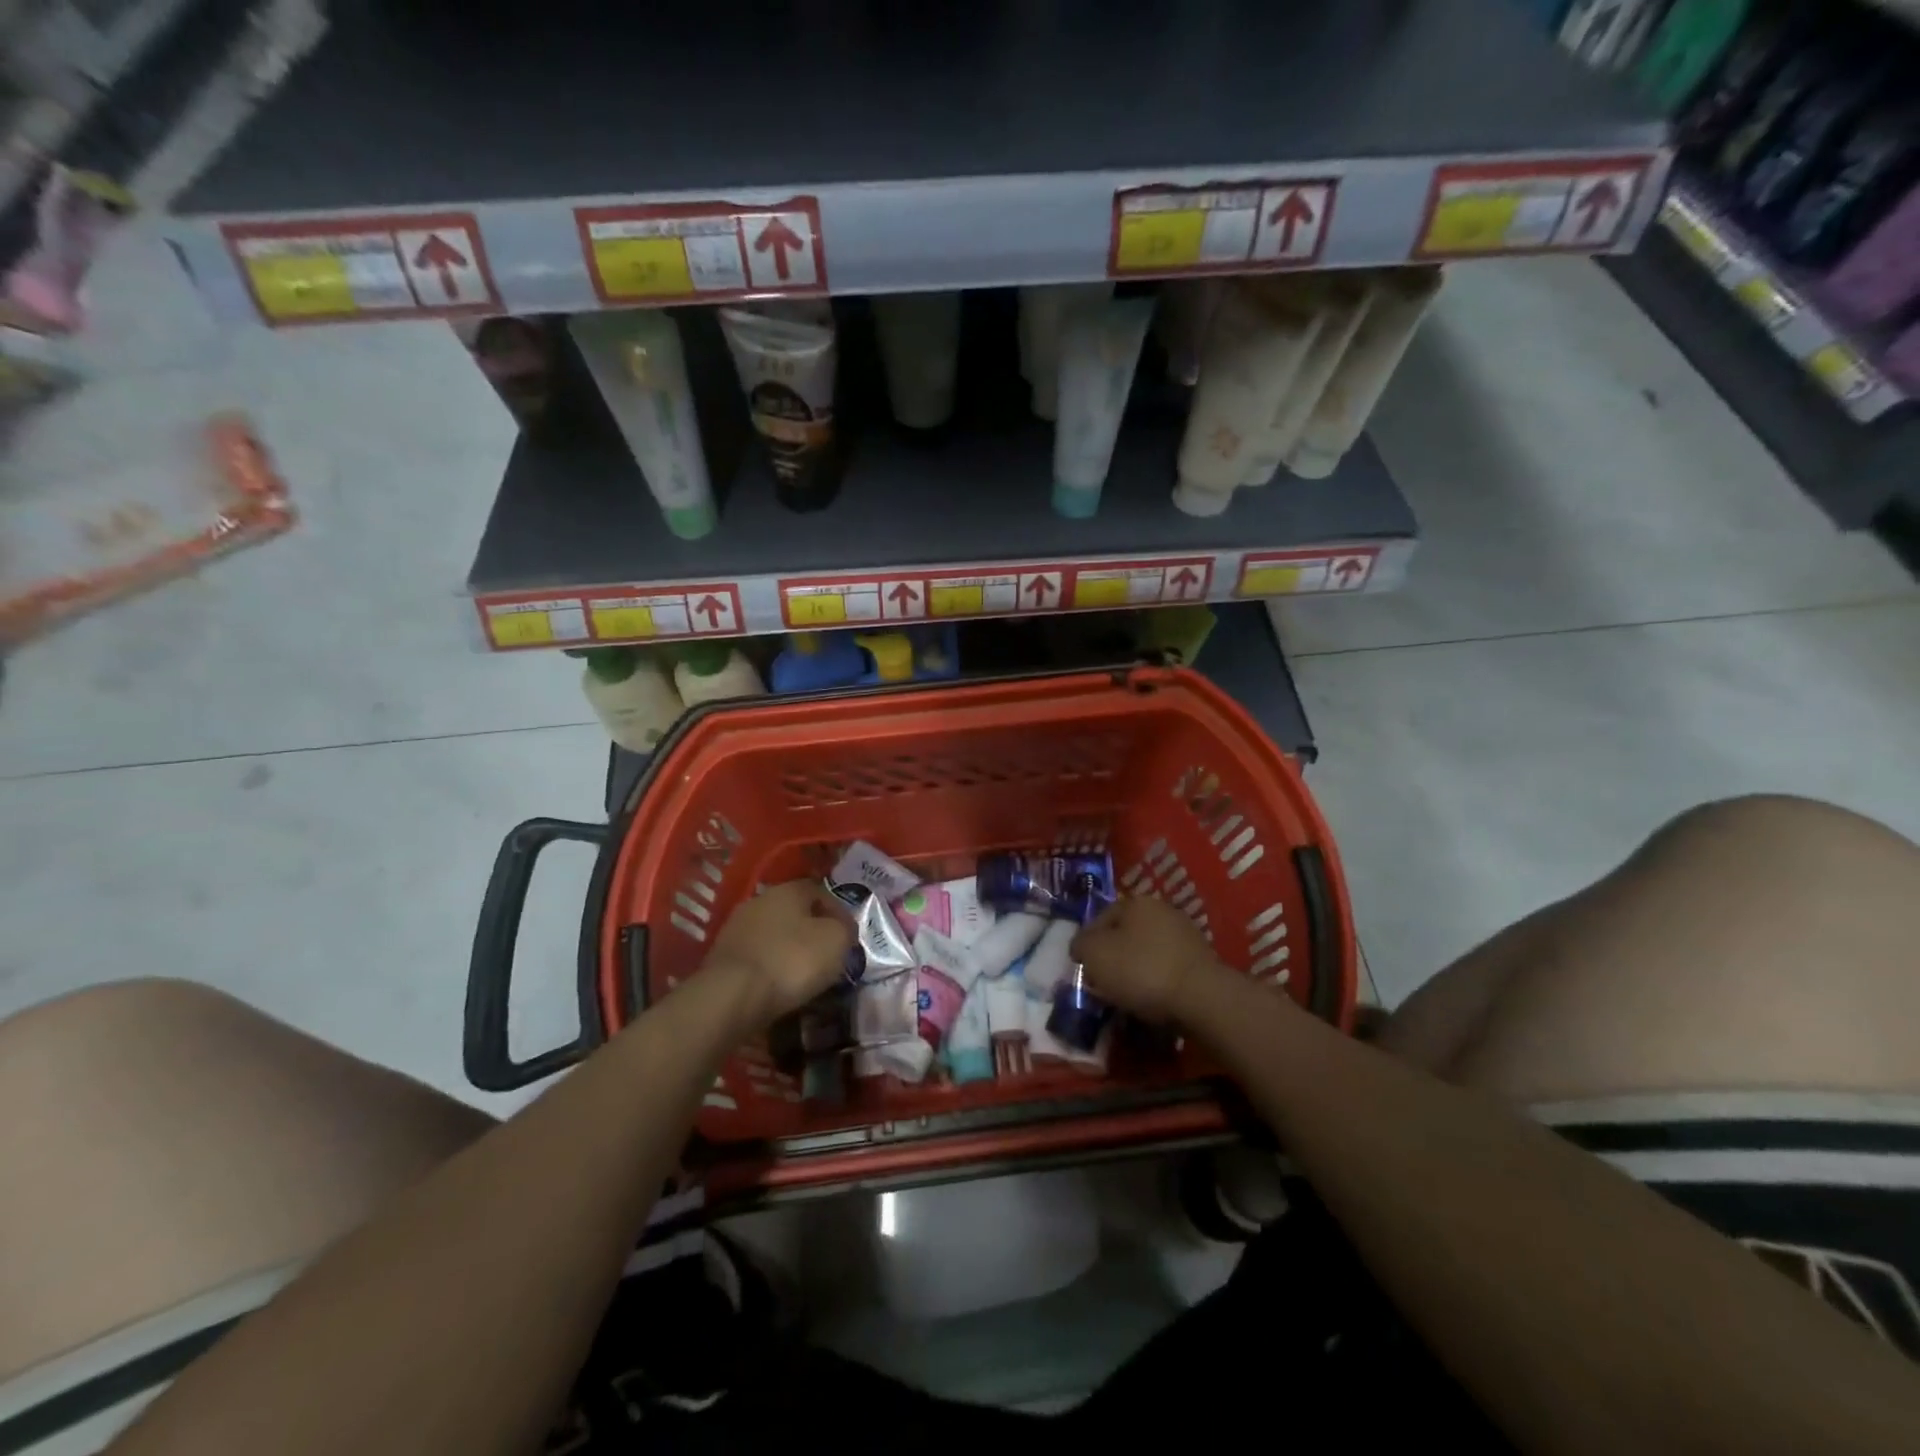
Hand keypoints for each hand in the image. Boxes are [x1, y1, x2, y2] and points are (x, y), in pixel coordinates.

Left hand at [704, 880, 853, 1029]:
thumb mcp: (837, 941)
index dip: (839, 913)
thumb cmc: (792, 960)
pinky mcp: (723, 956)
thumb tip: (843, 929)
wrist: (732, 996)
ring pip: (775, 935)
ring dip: (790, 950)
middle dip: (813, 932)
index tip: (850, 938)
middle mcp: (760, 900)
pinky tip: (780, 986)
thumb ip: (846, 929)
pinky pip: (758, 957)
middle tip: (829, 956)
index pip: (821, 892)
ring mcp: (737, 928)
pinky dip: (771, 968)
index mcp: (789, 889)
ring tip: (805, 976)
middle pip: (795, 913)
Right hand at [1071, 895, 1223, 1022]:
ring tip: (1125, 997)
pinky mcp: (1201, 963)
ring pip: (1147, 953)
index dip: (1086, 943)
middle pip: (1125, 935)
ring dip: (1135, 972)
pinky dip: (1156, 984)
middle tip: (1101, 983)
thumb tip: (1081, 947)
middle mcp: (1162, 911)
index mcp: (1136, 902)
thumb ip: (1081, 945)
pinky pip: (1167, 971)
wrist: (1201, 998)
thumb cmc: (1141, 969)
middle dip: (1112, 957)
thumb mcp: (1095, 954)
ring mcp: (1186, 936)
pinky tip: (1150, 1002)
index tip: (1081, 968)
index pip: (1100, 918)